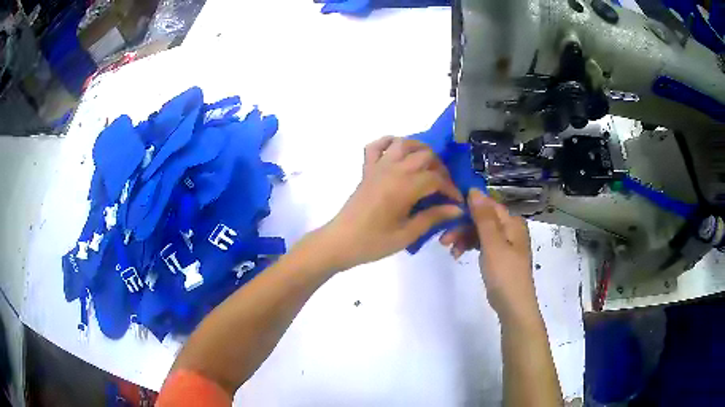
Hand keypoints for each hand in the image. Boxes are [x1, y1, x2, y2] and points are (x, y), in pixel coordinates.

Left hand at [320, 136, 463, 270]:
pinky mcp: (367, 169)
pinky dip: (388, 142)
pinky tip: (397, 152)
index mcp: (405, 187)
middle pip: (425, 155)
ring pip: (403, 143)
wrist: (341, 241)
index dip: (451, 188)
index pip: (436, 178)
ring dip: (419, 149)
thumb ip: (433, 217)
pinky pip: (376, 146)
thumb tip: (457, 209)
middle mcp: (393, 170)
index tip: (457, 201)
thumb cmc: (374, 242)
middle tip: (443, 186)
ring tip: (427, 165)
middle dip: (440, 168)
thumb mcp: (407, 234)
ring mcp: (378, 166)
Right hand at [440, 189, 537, 320]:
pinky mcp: (499, 256)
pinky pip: (482, 243)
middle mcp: (510, 229)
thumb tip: (474, 189)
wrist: (513, 306)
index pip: (488, 204)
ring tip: (449, 250)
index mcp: (512, 222)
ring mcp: (505, 243)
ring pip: (480, 231)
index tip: (447, 210)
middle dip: (462, 226)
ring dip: (464, 237)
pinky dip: (470, 246)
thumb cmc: (505, 274)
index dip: (468, 205)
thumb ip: (483, 217)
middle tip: (443, 239)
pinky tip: (458, 254)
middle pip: (482, 219)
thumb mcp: (493, 244)